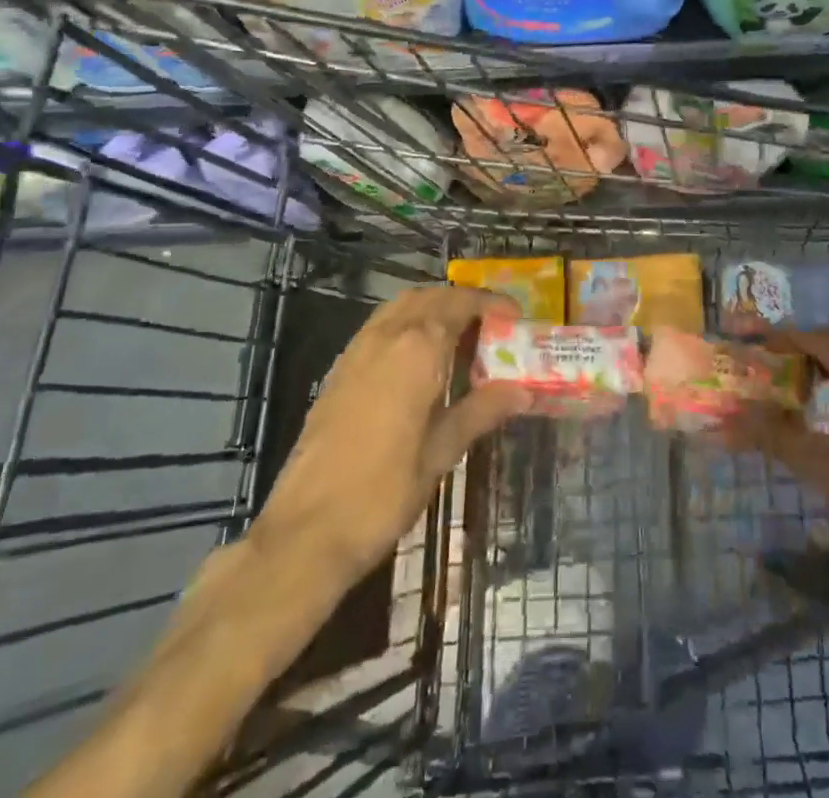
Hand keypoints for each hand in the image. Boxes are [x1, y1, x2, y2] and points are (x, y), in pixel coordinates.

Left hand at [256, 286, 530, 583]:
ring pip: (401, 307)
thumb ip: (482, 411)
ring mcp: (357, 350)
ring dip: (432, 308)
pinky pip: (380, 327)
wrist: (306, 531)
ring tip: (459, 337)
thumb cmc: (384, 491)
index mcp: (418, 349)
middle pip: (430, 297)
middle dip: (462, 301)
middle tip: (490, 324)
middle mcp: (387, 336)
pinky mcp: (338, 370)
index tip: (514, 315)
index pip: (460, 304)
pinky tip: (419, 361)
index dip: (490, 304)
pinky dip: (406, 325)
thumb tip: (522, 392)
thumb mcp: (442, 451)